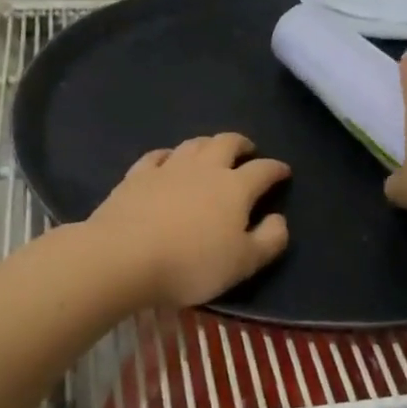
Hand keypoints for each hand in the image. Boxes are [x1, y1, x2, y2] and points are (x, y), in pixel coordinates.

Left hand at [86, 133, 291, 307]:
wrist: (123, 256)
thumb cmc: (191, 264)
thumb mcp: (243, 263)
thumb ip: (269, 240)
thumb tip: (279, 219)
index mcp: (235, 187)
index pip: (263, 170)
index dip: (276, 169)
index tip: (283, 172)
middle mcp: (204, 168)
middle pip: (227, 143)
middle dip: (242, 144)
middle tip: (248, 151)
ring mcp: (168, 168)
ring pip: (193, 144)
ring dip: (208, 143)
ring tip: (212, 151)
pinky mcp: (137, 175)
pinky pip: (157, 156)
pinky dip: (169, 155)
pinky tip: (168, 160)